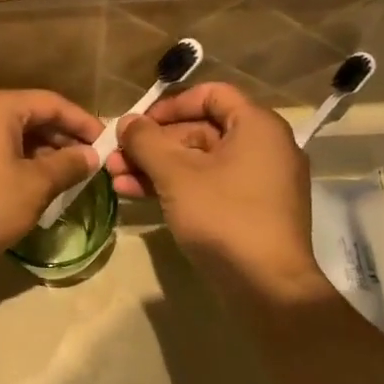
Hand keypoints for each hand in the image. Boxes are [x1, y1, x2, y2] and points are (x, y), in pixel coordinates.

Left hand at [0, 90, 102, 268]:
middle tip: (91, 163)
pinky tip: (38, 185)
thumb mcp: (35, 185)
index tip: (107, 144)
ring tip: (69, 177)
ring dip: (45, 153)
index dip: (83, 122)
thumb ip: (67, 165)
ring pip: (16, 135)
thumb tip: (90, 156)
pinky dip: (23, 163)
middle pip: (33, 116)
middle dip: (64, 138)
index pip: (52, 103)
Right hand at [109, 82, 324, 301]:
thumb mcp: (176, 175)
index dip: (171, 104)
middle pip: (201, 130)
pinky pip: (209, 186)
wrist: (268, 288)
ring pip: (199, 162)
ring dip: (156, 167)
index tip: (140, 123)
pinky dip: (175, 187)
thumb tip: (127, 121)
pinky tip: (136, 195)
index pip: (212, 95)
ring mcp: (258, 182)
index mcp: (257, 126)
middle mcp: (264, 147)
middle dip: (154, 143)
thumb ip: (147, 141)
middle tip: (116, 156)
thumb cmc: (224, 217)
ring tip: (116, 179)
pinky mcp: (250, 211)